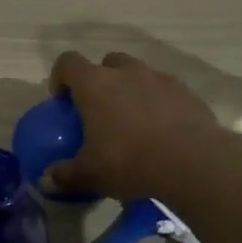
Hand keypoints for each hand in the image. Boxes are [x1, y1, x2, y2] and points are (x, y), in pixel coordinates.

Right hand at [46, 51, 225, 200]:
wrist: (194, 162)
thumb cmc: (130, 162)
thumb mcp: (91, 175)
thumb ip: (65, 175)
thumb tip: (47, 180)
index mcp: (95, 85)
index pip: (68, 62)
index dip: (60, 77)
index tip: (62, 100)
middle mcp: (126, 72)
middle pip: (107, 62)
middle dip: (100, 80)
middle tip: (100, 109)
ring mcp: (160, 78)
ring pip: (138, 73)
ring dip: (131, 89)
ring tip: (133, 121)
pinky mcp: (187, 92)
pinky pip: (165, 90)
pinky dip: (159, 102)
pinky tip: (162, 130)